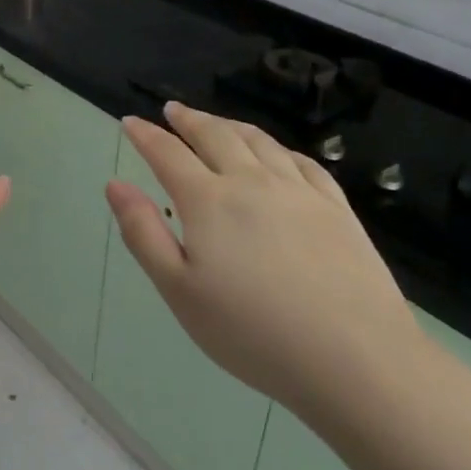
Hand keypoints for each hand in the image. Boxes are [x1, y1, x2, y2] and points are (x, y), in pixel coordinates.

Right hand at [107, 102, 423, 433]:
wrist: (355, 359)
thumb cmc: (252, 332)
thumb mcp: (179, 291)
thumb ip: (143, 233)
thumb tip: (115, 185)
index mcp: (209, 201)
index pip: (168, 153)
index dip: (146, 135)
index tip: (130, 122)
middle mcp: (252, 182)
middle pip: (215, 135)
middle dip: (188, 119)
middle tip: (173, 110)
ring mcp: (299, 191)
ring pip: (259, 141)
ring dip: (230, 125)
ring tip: (217, 122)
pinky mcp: (337, 208)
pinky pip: (304, 162)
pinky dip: (279, 148)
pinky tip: (278, 153)